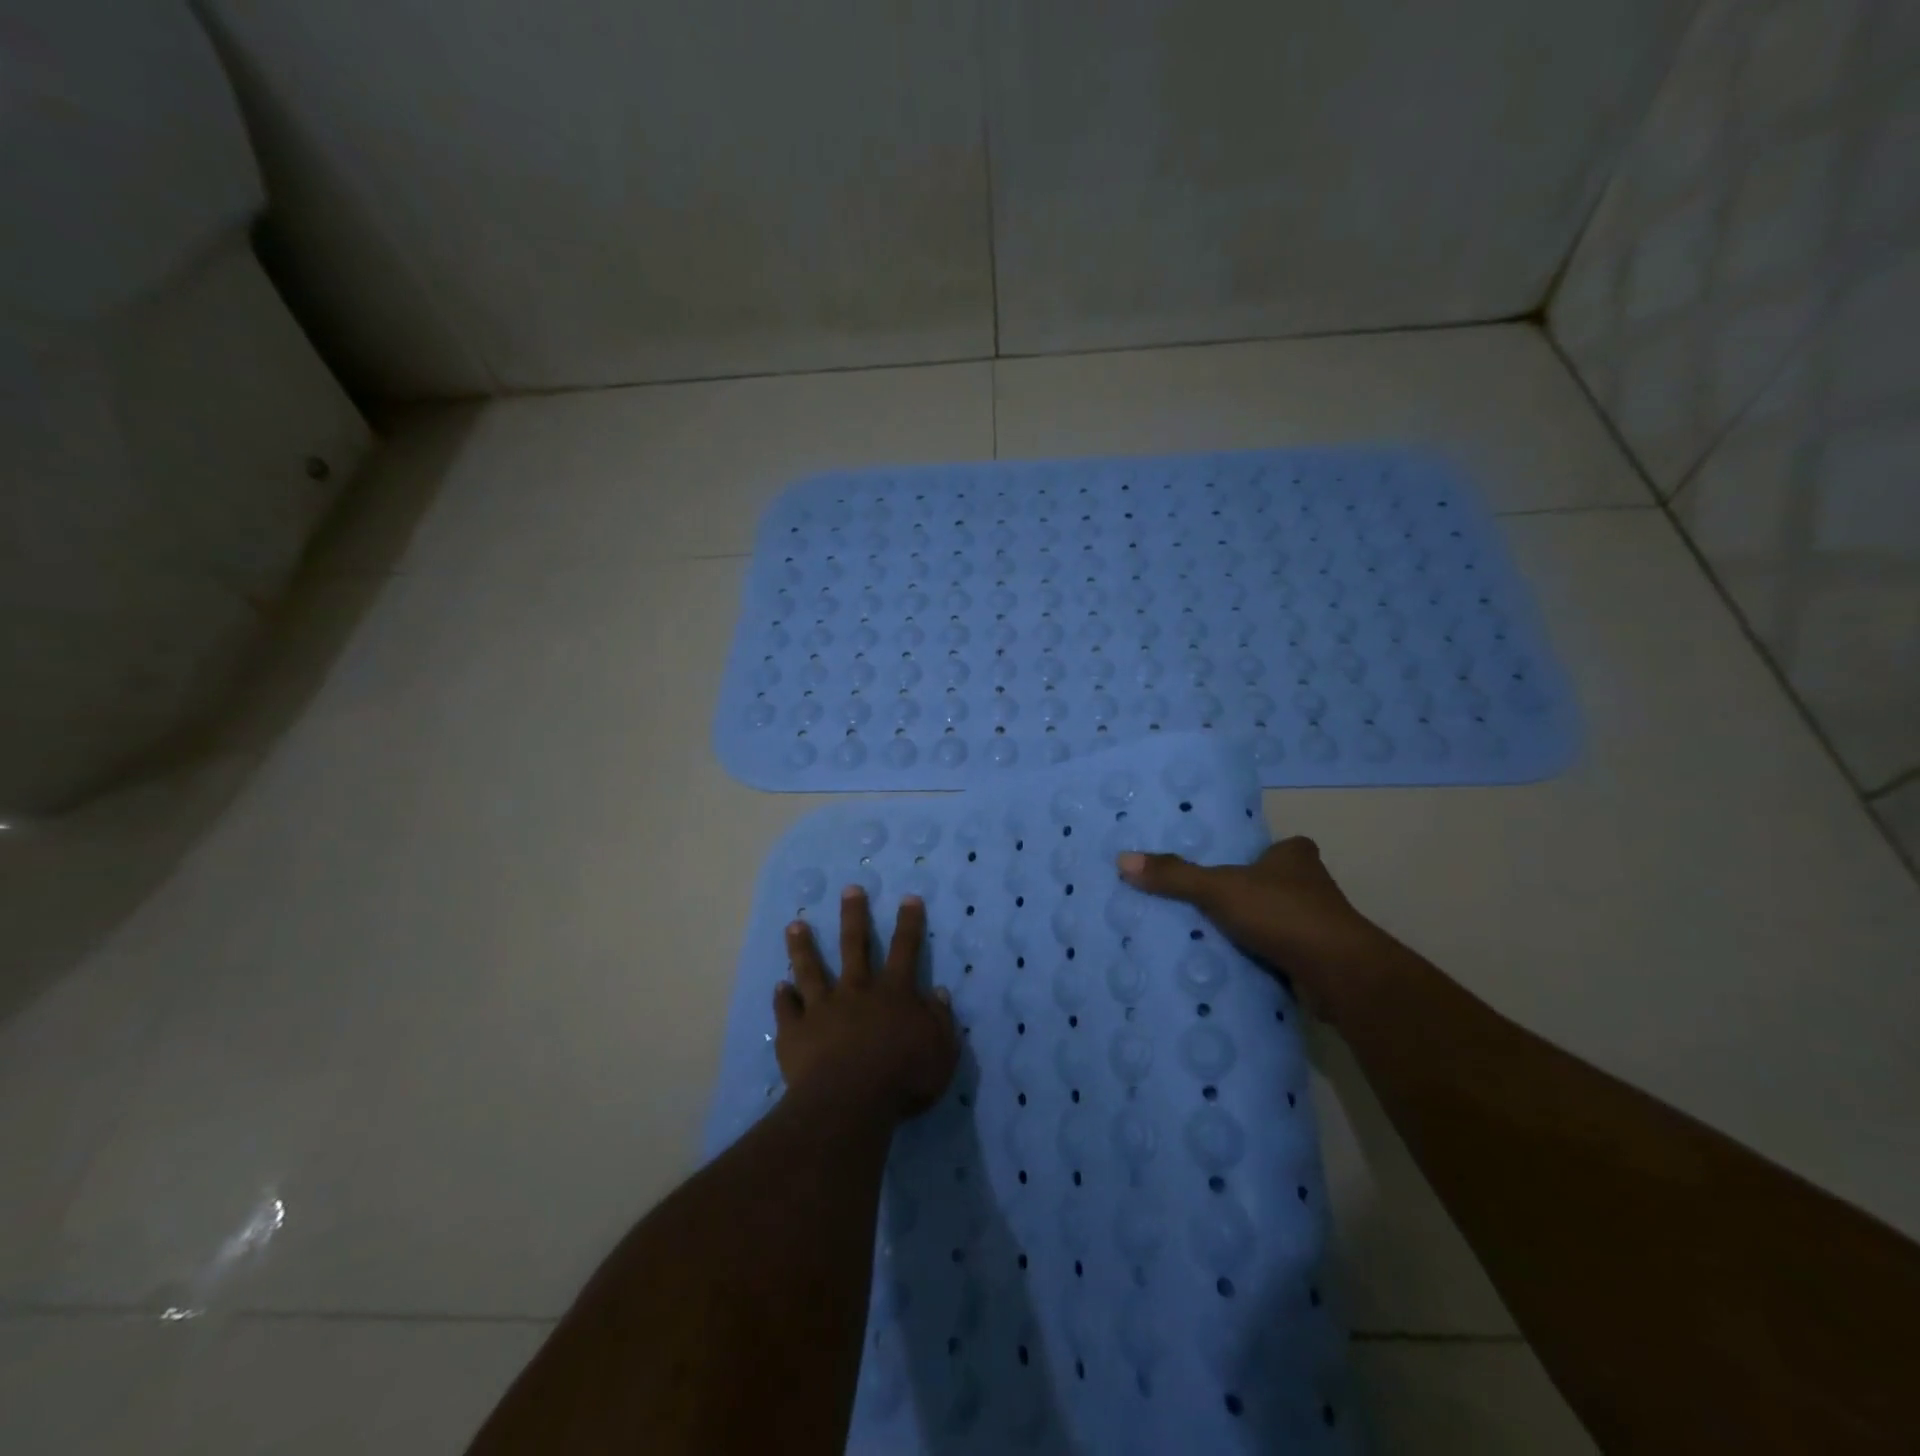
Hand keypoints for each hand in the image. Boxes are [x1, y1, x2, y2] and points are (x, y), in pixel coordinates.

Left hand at [776, 888, 959, 1122]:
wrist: (850, 1102)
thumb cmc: (904, 1077)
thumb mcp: (941, 1051)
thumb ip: (941, 1020)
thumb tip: (939, 993)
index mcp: (894, 993)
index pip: (905, 949)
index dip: (908, 923)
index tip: (908, 898)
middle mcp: (856, 991)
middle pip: (854, 946)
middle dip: (854, 916)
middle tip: (849, 890)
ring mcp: (822, 1008)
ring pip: (811, 970)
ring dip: (803, 947)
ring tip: (794, 925)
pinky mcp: (795, 1032)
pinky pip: (787, 1010)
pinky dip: (783, 999)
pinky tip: (779, 988)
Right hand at [1117, 837, 1386, 1019]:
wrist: (1339, 973)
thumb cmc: (1281, 914)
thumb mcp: (1218, 889)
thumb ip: (1174, 875)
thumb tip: (1122, 859)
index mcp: (1295, 857)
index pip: (1275, 848)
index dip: (1253, 856)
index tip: (1225, 869)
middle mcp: (1313, 885)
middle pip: (1274, 884)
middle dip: (1249, 894)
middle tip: (1207, 903)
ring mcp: (1321, 925)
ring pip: (1279, 919)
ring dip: (1255, 928)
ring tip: (1211, 936)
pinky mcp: (1320, 960)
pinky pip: (1282, 952)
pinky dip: (1263, 957)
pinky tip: (1235, 965)